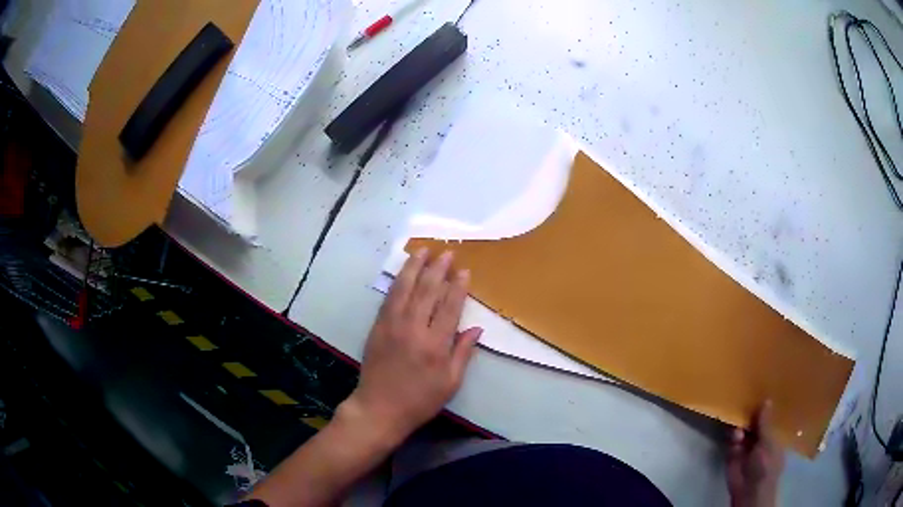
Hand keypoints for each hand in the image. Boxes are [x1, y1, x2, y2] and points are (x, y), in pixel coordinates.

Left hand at [344, 248, 482, 444]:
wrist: (379, 408)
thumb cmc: (420, 400)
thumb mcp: (450, 383)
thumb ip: (462, 353)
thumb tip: (477, 328)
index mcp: (435, 346)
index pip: (449, 307)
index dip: (458, 287)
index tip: (464, 270)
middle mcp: (414, 330)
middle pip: (427, 291)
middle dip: (438, 269)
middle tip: (447, 253)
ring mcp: (392, 326)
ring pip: (405, 289)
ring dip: (414, 267)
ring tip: (423, 250)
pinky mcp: (377, 327)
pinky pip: (389, 298)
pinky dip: (398, 282)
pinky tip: (403, 272)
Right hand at [726, 401, 784, 506]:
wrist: (748, 489)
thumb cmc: (766, 464)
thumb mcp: (768, 441)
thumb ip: (765, 422)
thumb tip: (767, 399)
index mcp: (773, 435)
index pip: (770, 418)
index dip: (766, 407)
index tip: (763, 389)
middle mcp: (760, 438)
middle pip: (755, 422)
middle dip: (751, 412)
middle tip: (747, 394)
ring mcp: (746, 446)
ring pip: (742, 429)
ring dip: (740, 424)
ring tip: (739, 417)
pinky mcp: (733, 453)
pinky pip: (731, 439)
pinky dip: (731, 435)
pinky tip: (732, 431)